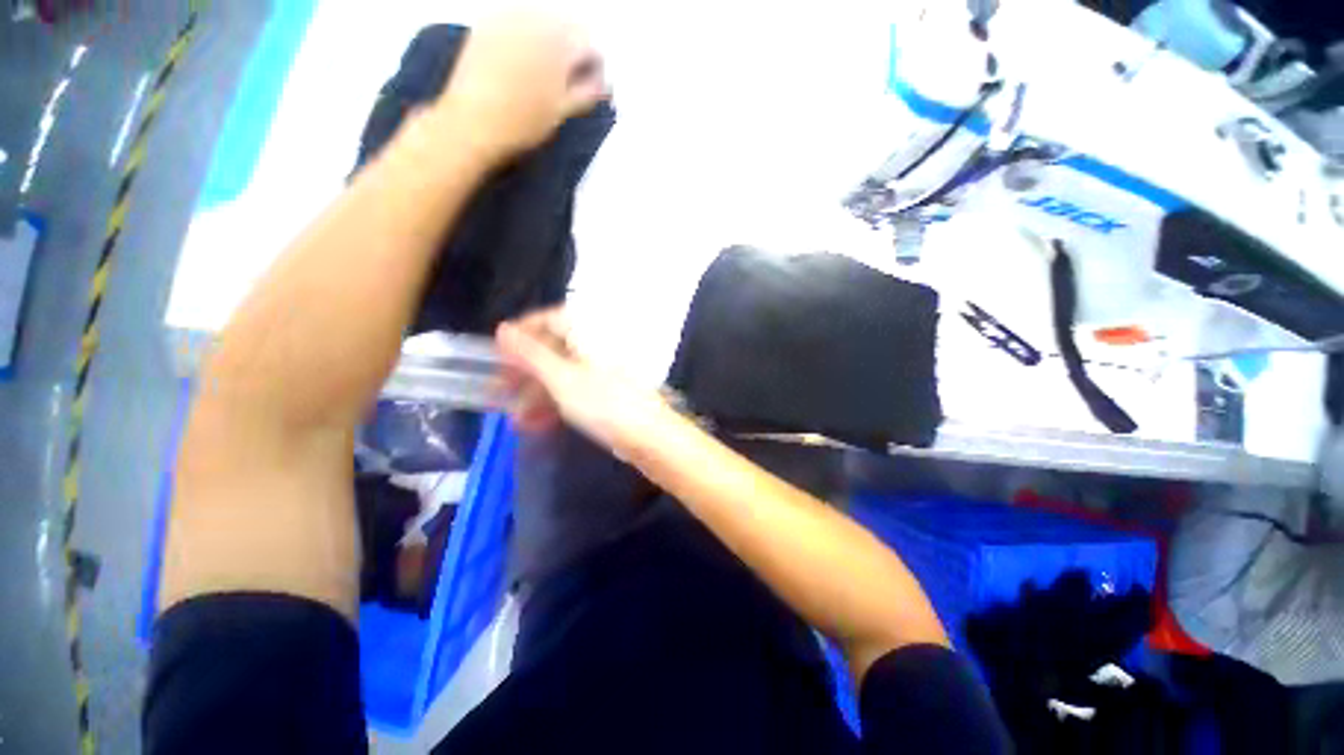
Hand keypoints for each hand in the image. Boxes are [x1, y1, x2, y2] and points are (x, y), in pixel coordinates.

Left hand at [432, 12, 606, 164]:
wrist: (473, 122)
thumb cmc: (523, 123)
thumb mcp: (561, 111)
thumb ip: (586, 93)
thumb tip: (604, 84)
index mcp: (559, 44)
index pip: (590, 43)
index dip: (595, 65)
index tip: (592, 84)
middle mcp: (535, 20)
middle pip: (567, 23)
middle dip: (573, 47)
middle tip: (570, 77)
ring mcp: (508, 17)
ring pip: (541, 17)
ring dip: (550, 38)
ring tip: (545, 68)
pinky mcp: (486, 22)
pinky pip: (516, 17)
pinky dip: (526, 33)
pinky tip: (522, 57)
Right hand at [495, 309, 671, 455]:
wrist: (649, 435)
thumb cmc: (605, 403)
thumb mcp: (562, 379)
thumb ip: (531, 354)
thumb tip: (503, 329)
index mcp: (589, 331)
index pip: (549, 318)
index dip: (521, 334)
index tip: (498, 355)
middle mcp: (596, 344)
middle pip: (553, 348)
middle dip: (524, 371)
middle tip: (500, 391)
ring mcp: (603, 369)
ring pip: (562, 373)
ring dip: (536, 393)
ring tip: (514, 417)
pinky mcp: (607, 390)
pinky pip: (575, 389)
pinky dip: (555, 402)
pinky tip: (536, 423)